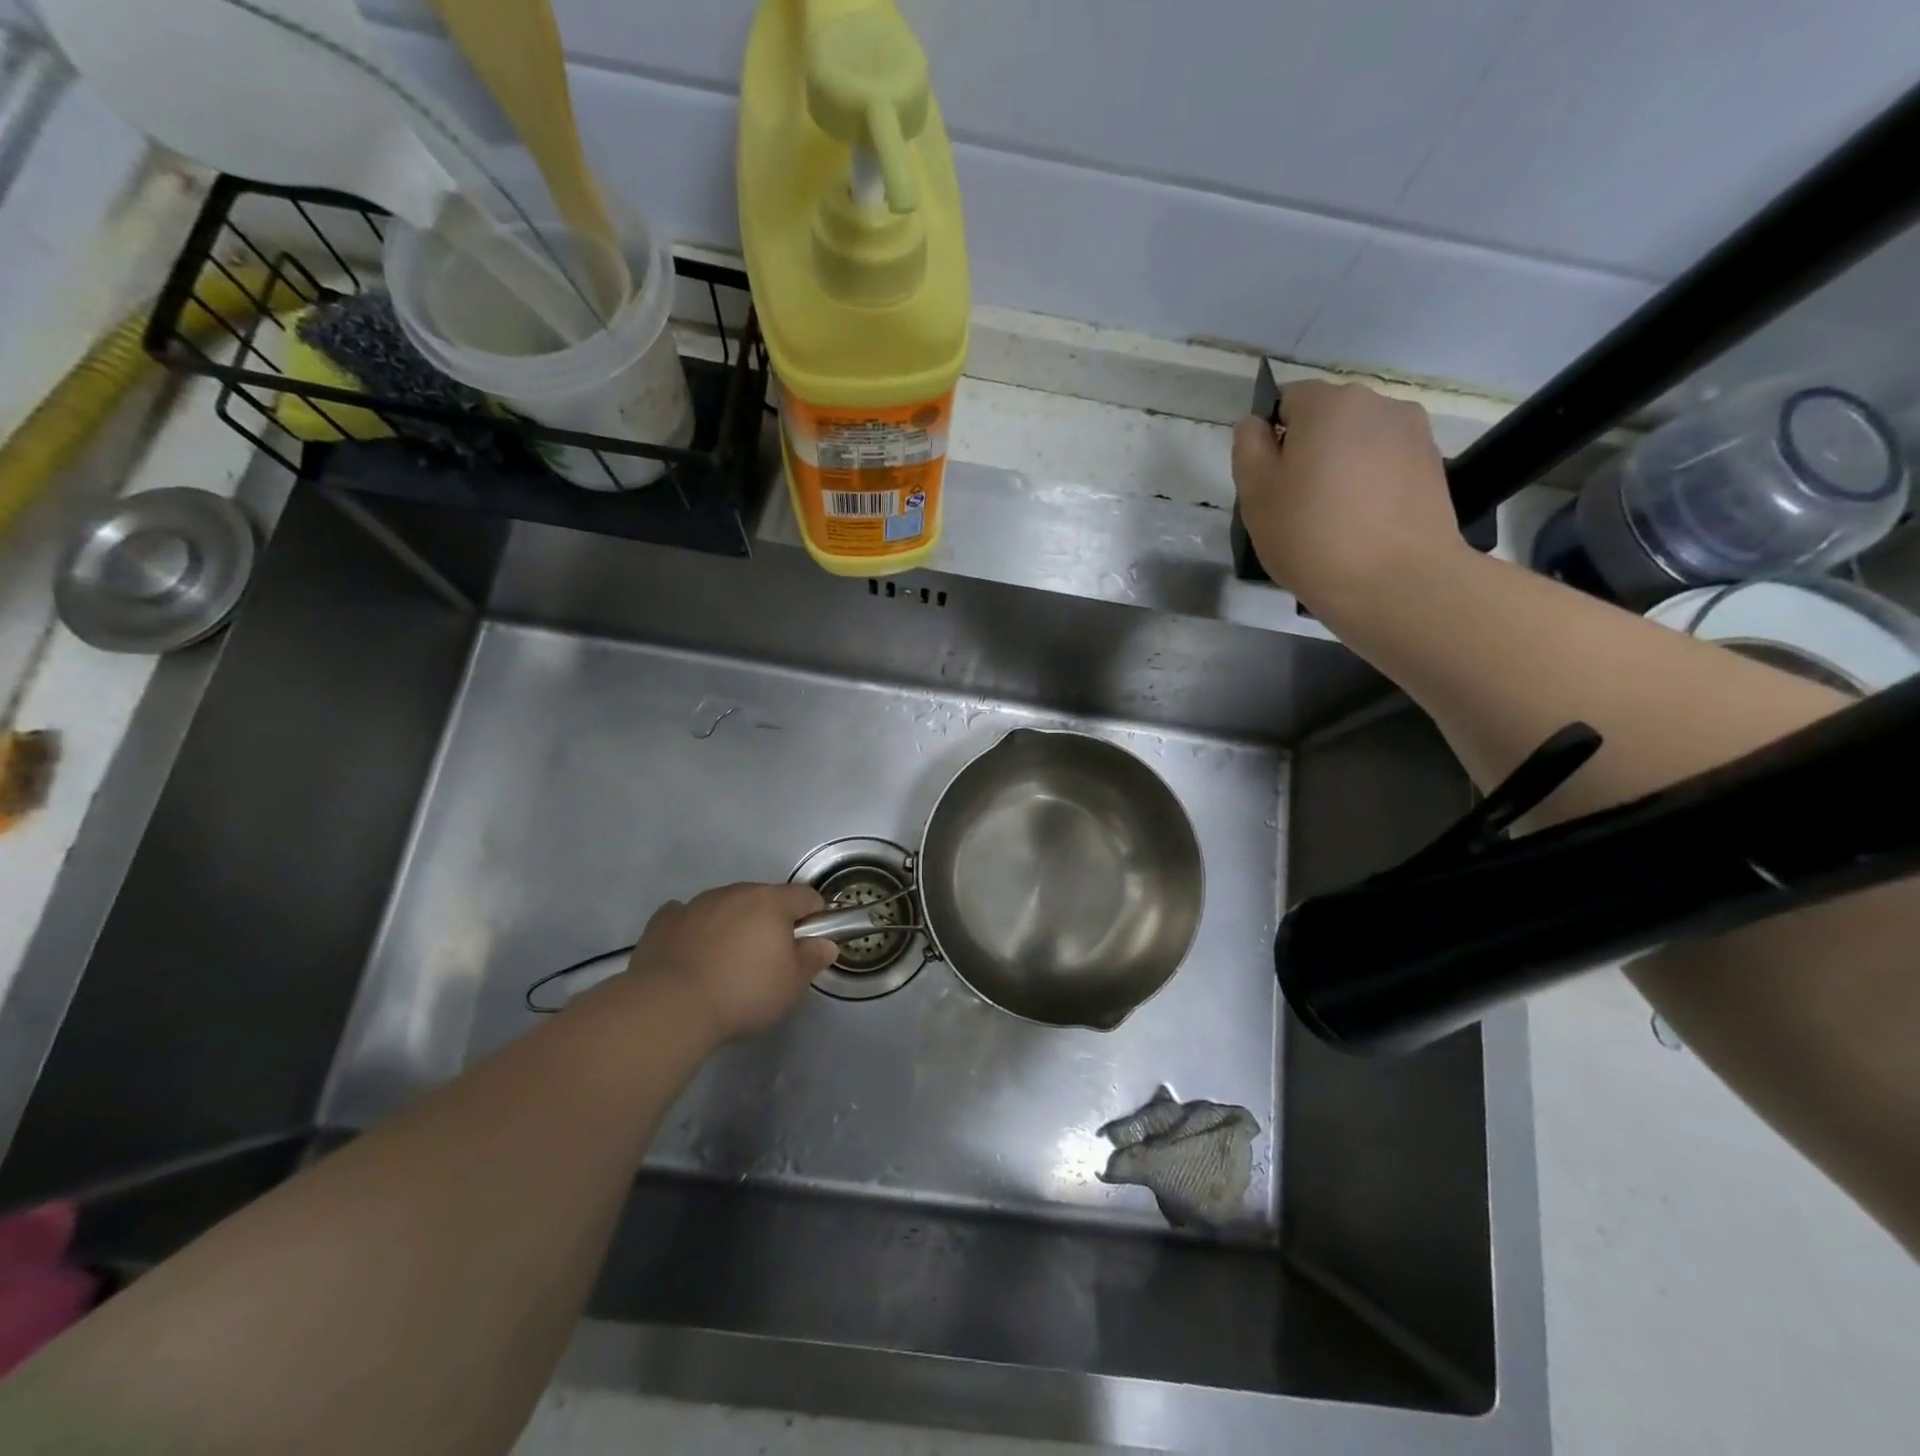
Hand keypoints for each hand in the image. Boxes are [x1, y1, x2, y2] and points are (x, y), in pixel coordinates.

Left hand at [625, 883, 837, 1041]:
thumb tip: (824, 944)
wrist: (670, 1007)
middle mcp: (736, 892)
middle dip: (771, 922)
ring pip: (726, 906)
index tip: (810, 944)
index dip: (814, 917)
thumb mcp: (791, 985)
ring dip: (733, 925)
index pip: (806, 896)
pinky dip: (694, 929)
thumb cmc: (743, 993)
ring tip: (726, 964)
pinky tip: (692, 953)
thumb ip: (812, 959)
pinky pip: (686, 917)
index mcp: (772, 902)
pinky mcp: (664, 921)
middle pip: (764, 899)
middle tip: (769, 961)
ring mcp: (696, 903)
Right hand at [1231, 380, 1465, 615]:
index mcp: (1329, 404)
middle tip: (1295, 505)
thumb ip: (1248, 447)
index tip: (1268, 482)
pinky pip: (1386, 465)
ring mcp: (1414, 434)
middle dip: (1308, 450)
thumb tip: (1256, 424)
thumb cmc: (1312, 536)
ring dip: (1341, 467)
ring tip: (1333, 519)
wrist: (1397, 583)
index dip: (1270, 438)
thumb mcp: (1256, 494)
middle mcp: (1378, 404)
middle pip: (1327, 419)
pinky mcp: (1434, 467)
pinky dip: (1370, 486)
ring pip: (1358, 442)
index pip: (1287, 400)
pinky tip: (1363, 525)